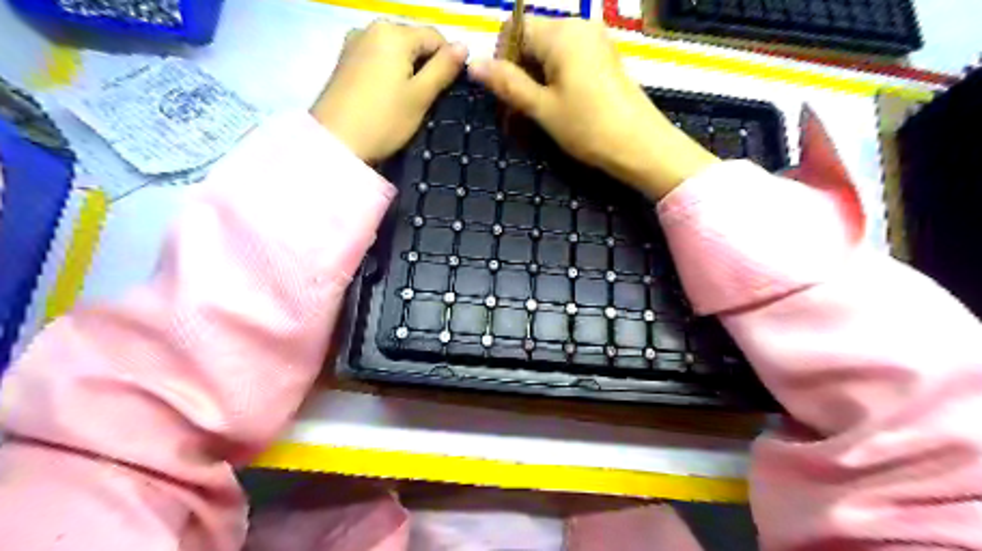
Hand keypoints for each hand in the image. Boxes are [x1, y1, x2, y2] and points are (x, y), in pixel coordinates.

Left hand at [314, 21, 466, 162]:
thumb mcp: (421, 96)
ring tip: (407, 101)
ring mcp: (354, 42)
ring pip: (395, 50)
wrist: (335, 142)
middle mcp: (372, 27)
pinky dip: (389, 72)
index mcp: (393, 32)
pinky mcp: (344, 60)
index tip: (447, 91)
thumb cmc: (384, 120)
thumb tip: (464, 46)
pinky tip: (388, 96)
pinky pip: (378, 58)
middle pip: (413, 40)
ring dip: (408, 70)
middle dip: (426, 65)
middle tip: (426, 99)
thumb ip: (443, 68)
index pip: (436, 37)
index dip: (447, 62)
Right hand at [466, 17, 719, 202]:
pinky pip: (568, 59)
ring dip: (535, 79)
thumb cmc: (588, 127)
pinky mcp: (604, 58)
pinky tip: (558, 106)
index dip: (502, 57)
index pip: (515, 28)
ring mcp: (595, 41)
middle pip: (532, 38)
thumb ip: (507, 83)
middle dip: (518, 71)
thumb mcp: (542, 108)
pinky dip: (555, 79)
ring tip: (537, 113)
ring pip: (549, 51)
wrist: (641, 145)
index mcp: (561, 32)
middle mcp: (579, 26)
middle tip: (517, 110)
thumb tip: (473, 64)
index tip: (505, 92)